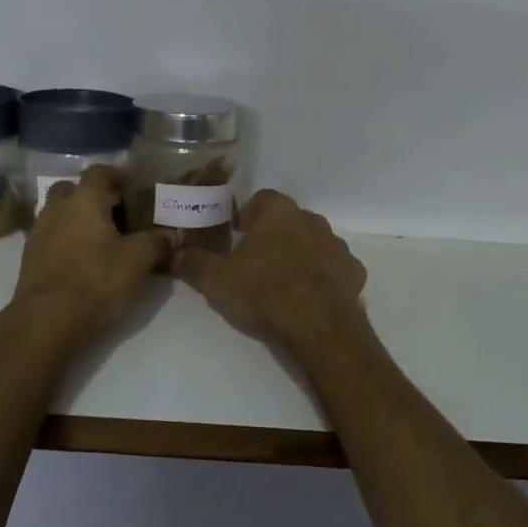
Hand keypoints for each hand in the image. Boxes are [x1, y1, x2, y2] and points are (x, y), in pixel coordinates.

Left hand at [10, 165, 171, 347]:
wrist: (45, 322)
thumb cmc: (96, 281)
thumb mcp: (138, 261)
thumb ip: (158, 242)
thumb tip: (173, 234)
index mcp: (84, 201)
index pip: (99, 172)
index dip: (117, 176)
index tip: (134, 189)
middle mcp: (57, 209)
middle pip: (72, 189)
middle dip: (92, 197)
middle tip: (115, 214)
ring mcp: (38, 234)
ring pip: (58, 214)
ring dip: (77, 220)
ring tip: (100, 240)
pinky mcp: (30, 259)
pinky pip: (50, 238)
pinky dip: (65, 241)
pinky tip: (82, 262)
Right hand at [173, 190, 367, 354]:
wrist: (317, 327)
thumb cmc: (263, 292)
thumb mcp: (215, 280)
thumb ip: (193, 263)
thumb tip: (173, 254)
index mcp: (279, 212)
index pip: (262, 199)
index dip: (248, 216)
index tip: (237, 236)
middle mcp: (312, 220)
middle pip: (289, 221)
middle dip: (274, 236)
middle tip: (256, 263)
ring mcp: (337, 246)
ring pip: (314, 243)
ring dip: (300, 256)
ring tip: (282, 284)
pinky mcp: (354, 273)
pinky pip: (334, 269)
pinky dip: (323, 279)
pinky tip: (310, 299)